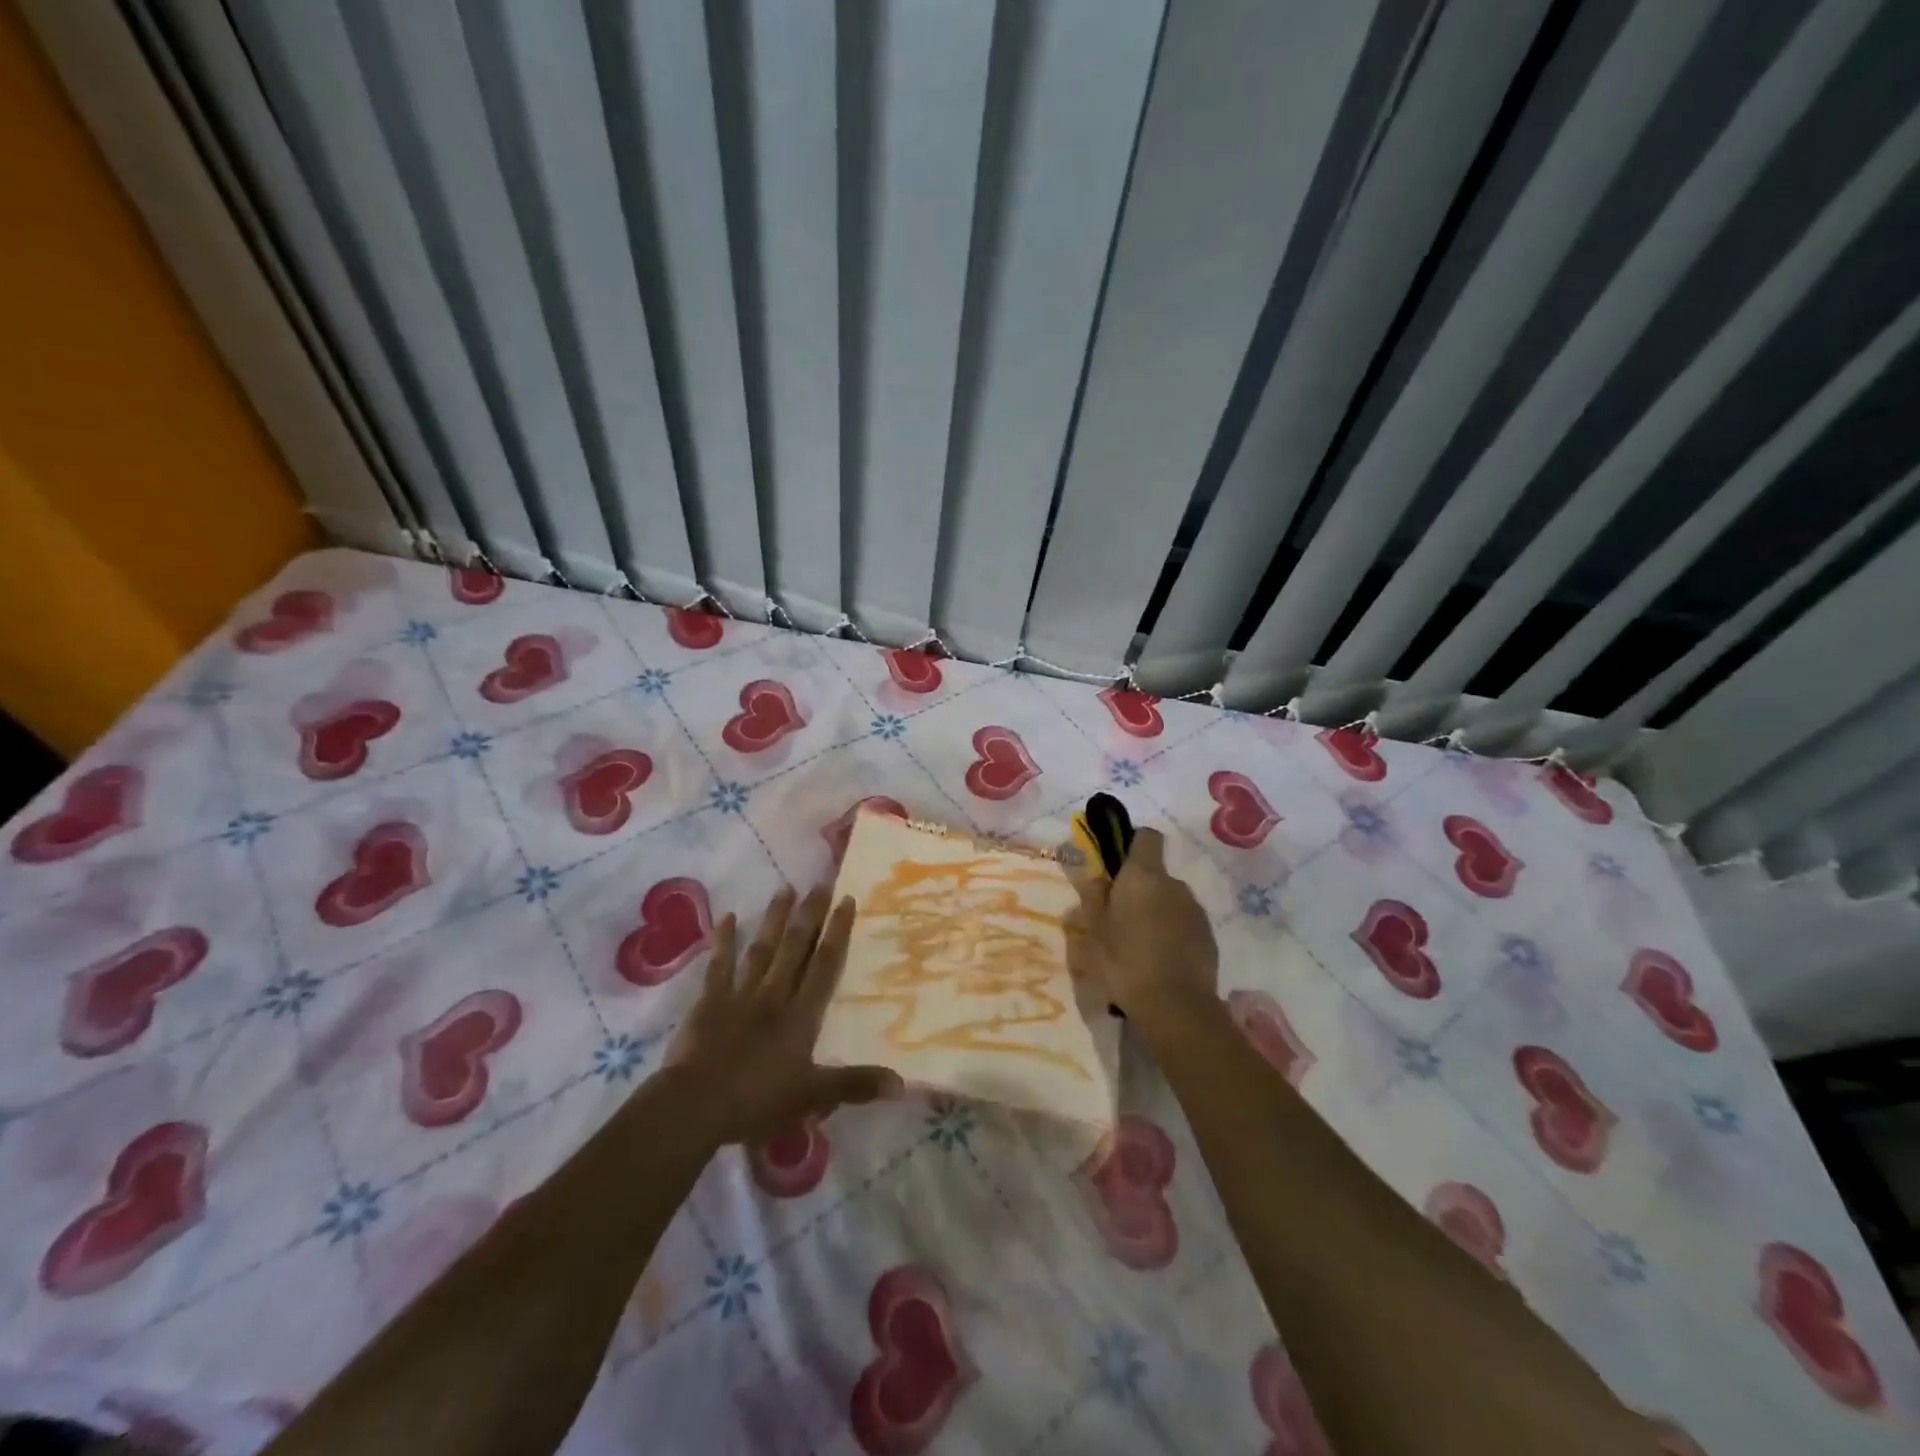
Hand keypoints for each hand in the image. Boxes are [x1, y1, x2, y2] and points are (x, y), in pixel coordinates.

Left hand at [664, 886, 898, 1146]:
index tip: (846, 899)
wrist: (696, 1105)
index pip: (824, 965)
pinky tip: (726, 917)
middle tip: (820, 881)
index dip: (837, 932)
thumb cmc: (758, 1101)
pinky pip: (719, 966)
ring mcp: (740, 995)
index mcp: (801, 1015)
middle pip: (795, 947)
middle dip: (810, 914)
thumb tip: (902, 1083)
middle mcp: (774, 995)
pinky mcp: (710, 1002)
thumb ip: (856, 1085)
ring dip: (774, 918)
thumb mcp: (813, 1096)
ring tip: (785, 888)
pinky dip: (723, 941)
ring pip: (762, 949)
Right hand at [1066, 828, 1218, 1025]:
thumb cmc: (1124, 961)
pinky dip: (1172, 933)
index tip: (1117, 866)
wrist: (1175, 1006)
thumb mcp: (1094, 930)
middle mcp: (1174, 884)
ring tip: (1139, 945)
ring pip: (1170, 900)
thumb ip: (1093, 896)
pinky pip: (1184, 924)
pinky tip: (1159, 961)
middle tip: (1119, 919)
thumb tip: (1096, 876)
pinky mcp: (1209, 936)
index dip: (1132, 843)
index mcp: (1143, 876)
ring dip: (1156, 912)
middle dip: (1139, 889)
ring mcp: (1195, 910)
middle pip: (1155, 874)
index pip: (1146, 837)